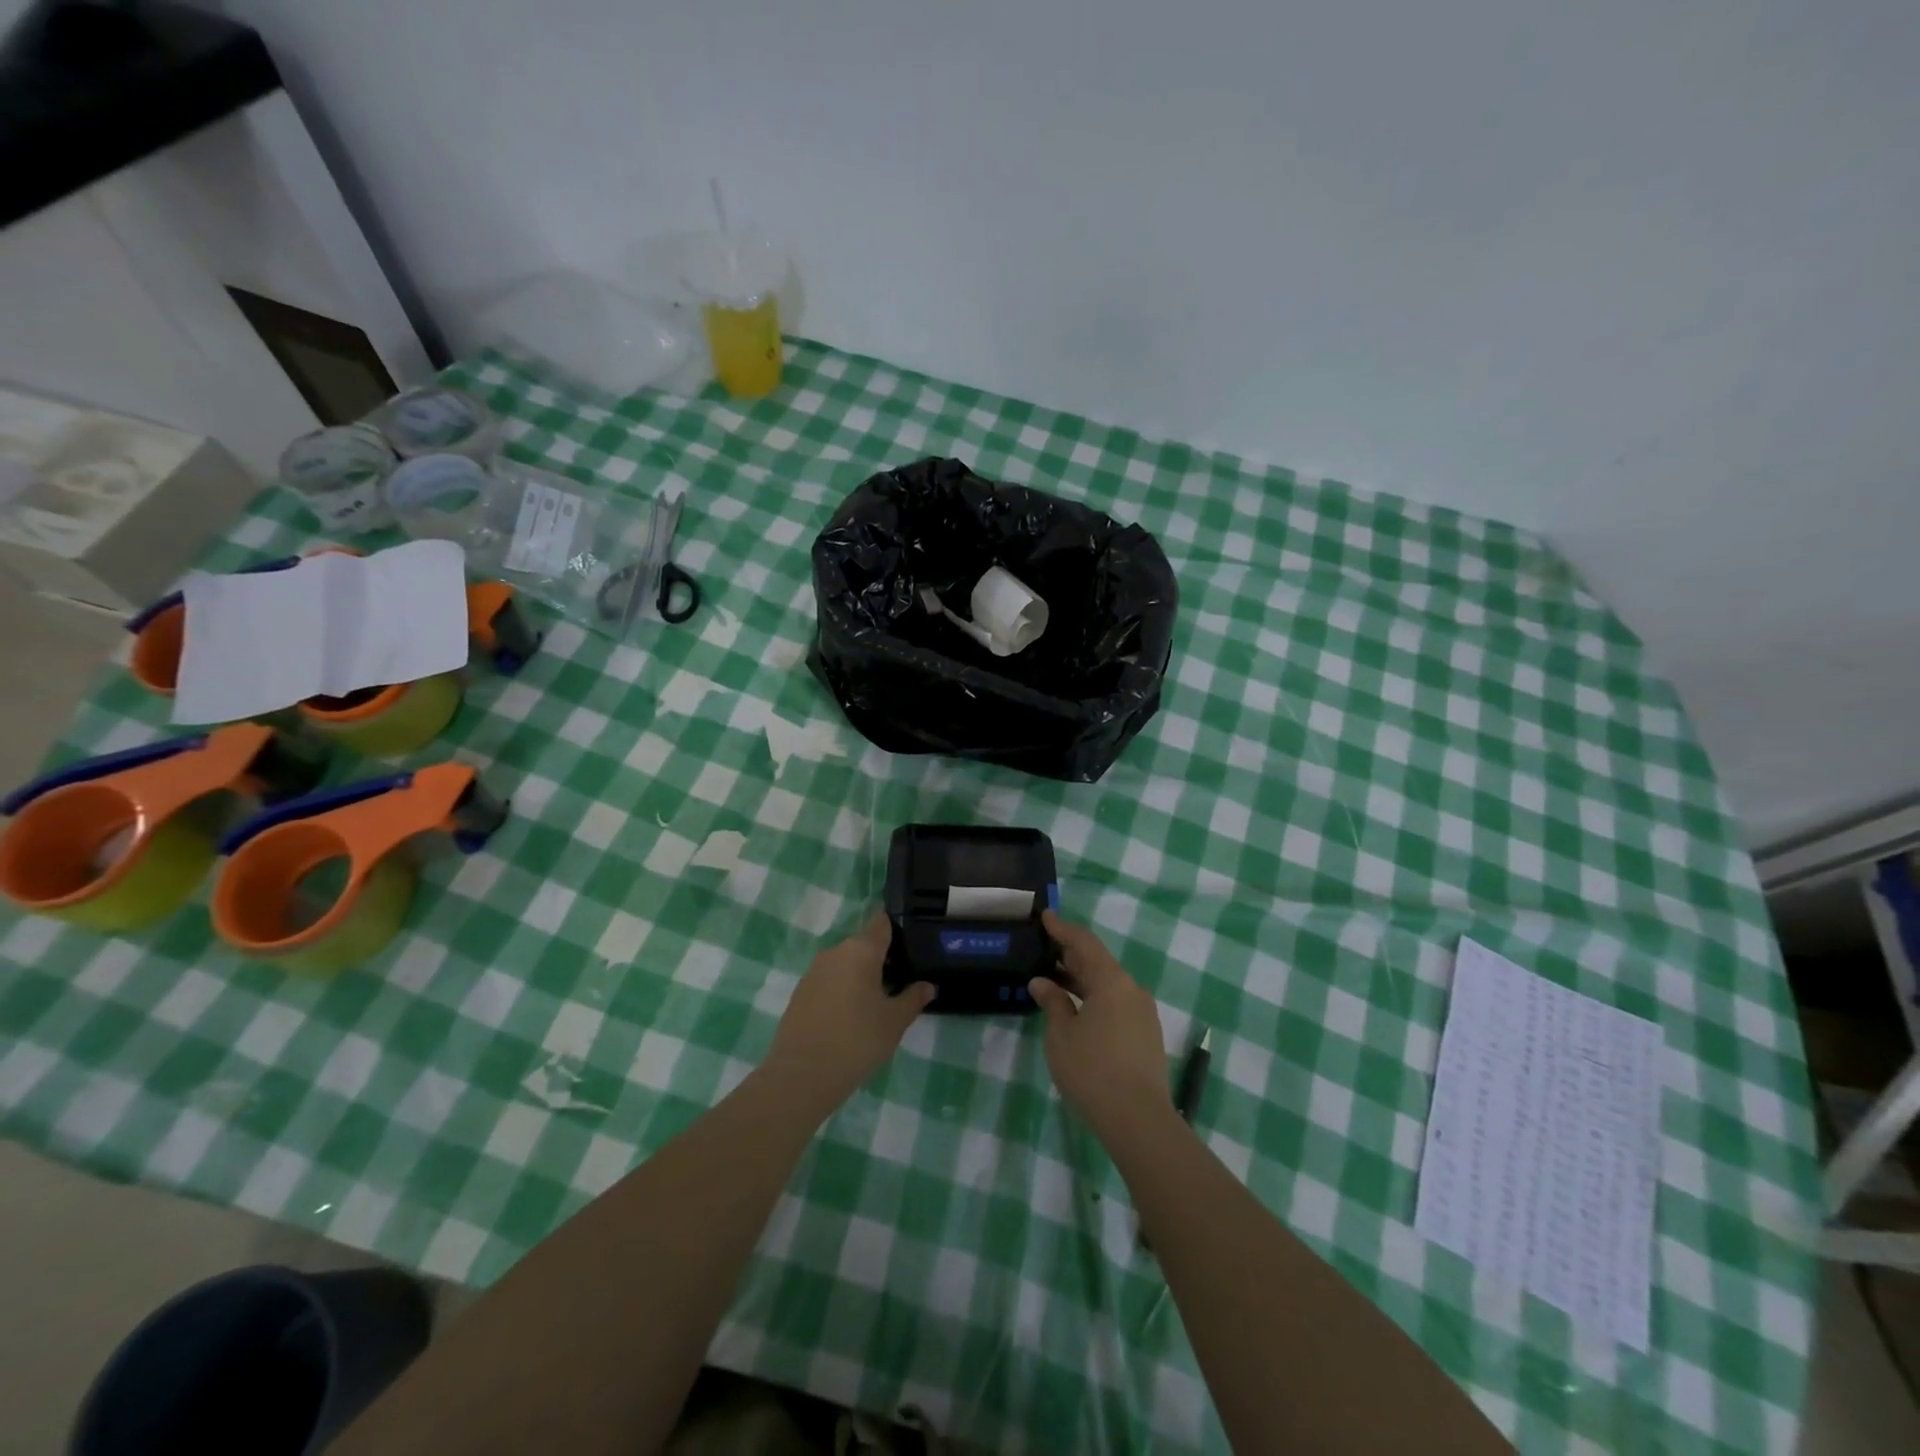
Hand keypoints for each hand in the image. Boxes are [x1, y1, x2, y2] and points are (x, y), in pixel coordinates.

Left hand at [763, 913, 934, 1115]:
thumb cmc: (857, 1040)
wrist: (802, 1075)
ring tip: (876, 1002)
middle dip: (881, 958)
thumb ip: (913, 998)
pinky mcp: (800, 991)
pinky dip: (841, 989)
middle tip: (899, 982)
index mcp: (861, 950)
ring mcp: (814, 971)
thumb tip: (928, 986)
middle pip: (863, 944)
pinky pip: (828, 980)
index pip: (881, 923)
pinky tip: (849, 1015)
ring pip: (844, 963)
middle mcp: (835, 952)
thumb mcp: (895, 1022)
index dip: (896, 927)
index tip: (909, 942)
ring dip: (859, 975)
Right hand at [1029, 912, 1171, 1141]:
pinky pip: (1117, 1003)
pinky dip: (1095, 998)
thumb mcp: (1061, 1035)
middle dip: (1071, 954)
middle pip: (1098, 962)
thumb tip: (1042, 983)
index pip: (1084, 942)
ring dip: (1082, 979)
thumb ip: (1052, 1002)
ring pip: (1108, 984)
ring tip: (1055, 980)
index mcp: (1111, 981)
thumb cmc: (1092, 1070)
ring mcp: (1143, 1012)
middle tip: (1045, 948)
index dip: (1063, 928)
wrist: (1138, 1119)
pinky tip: (1077, 1009)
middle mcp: (1132, 989)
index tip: (1046, 916)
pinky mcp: (1146, 1034)